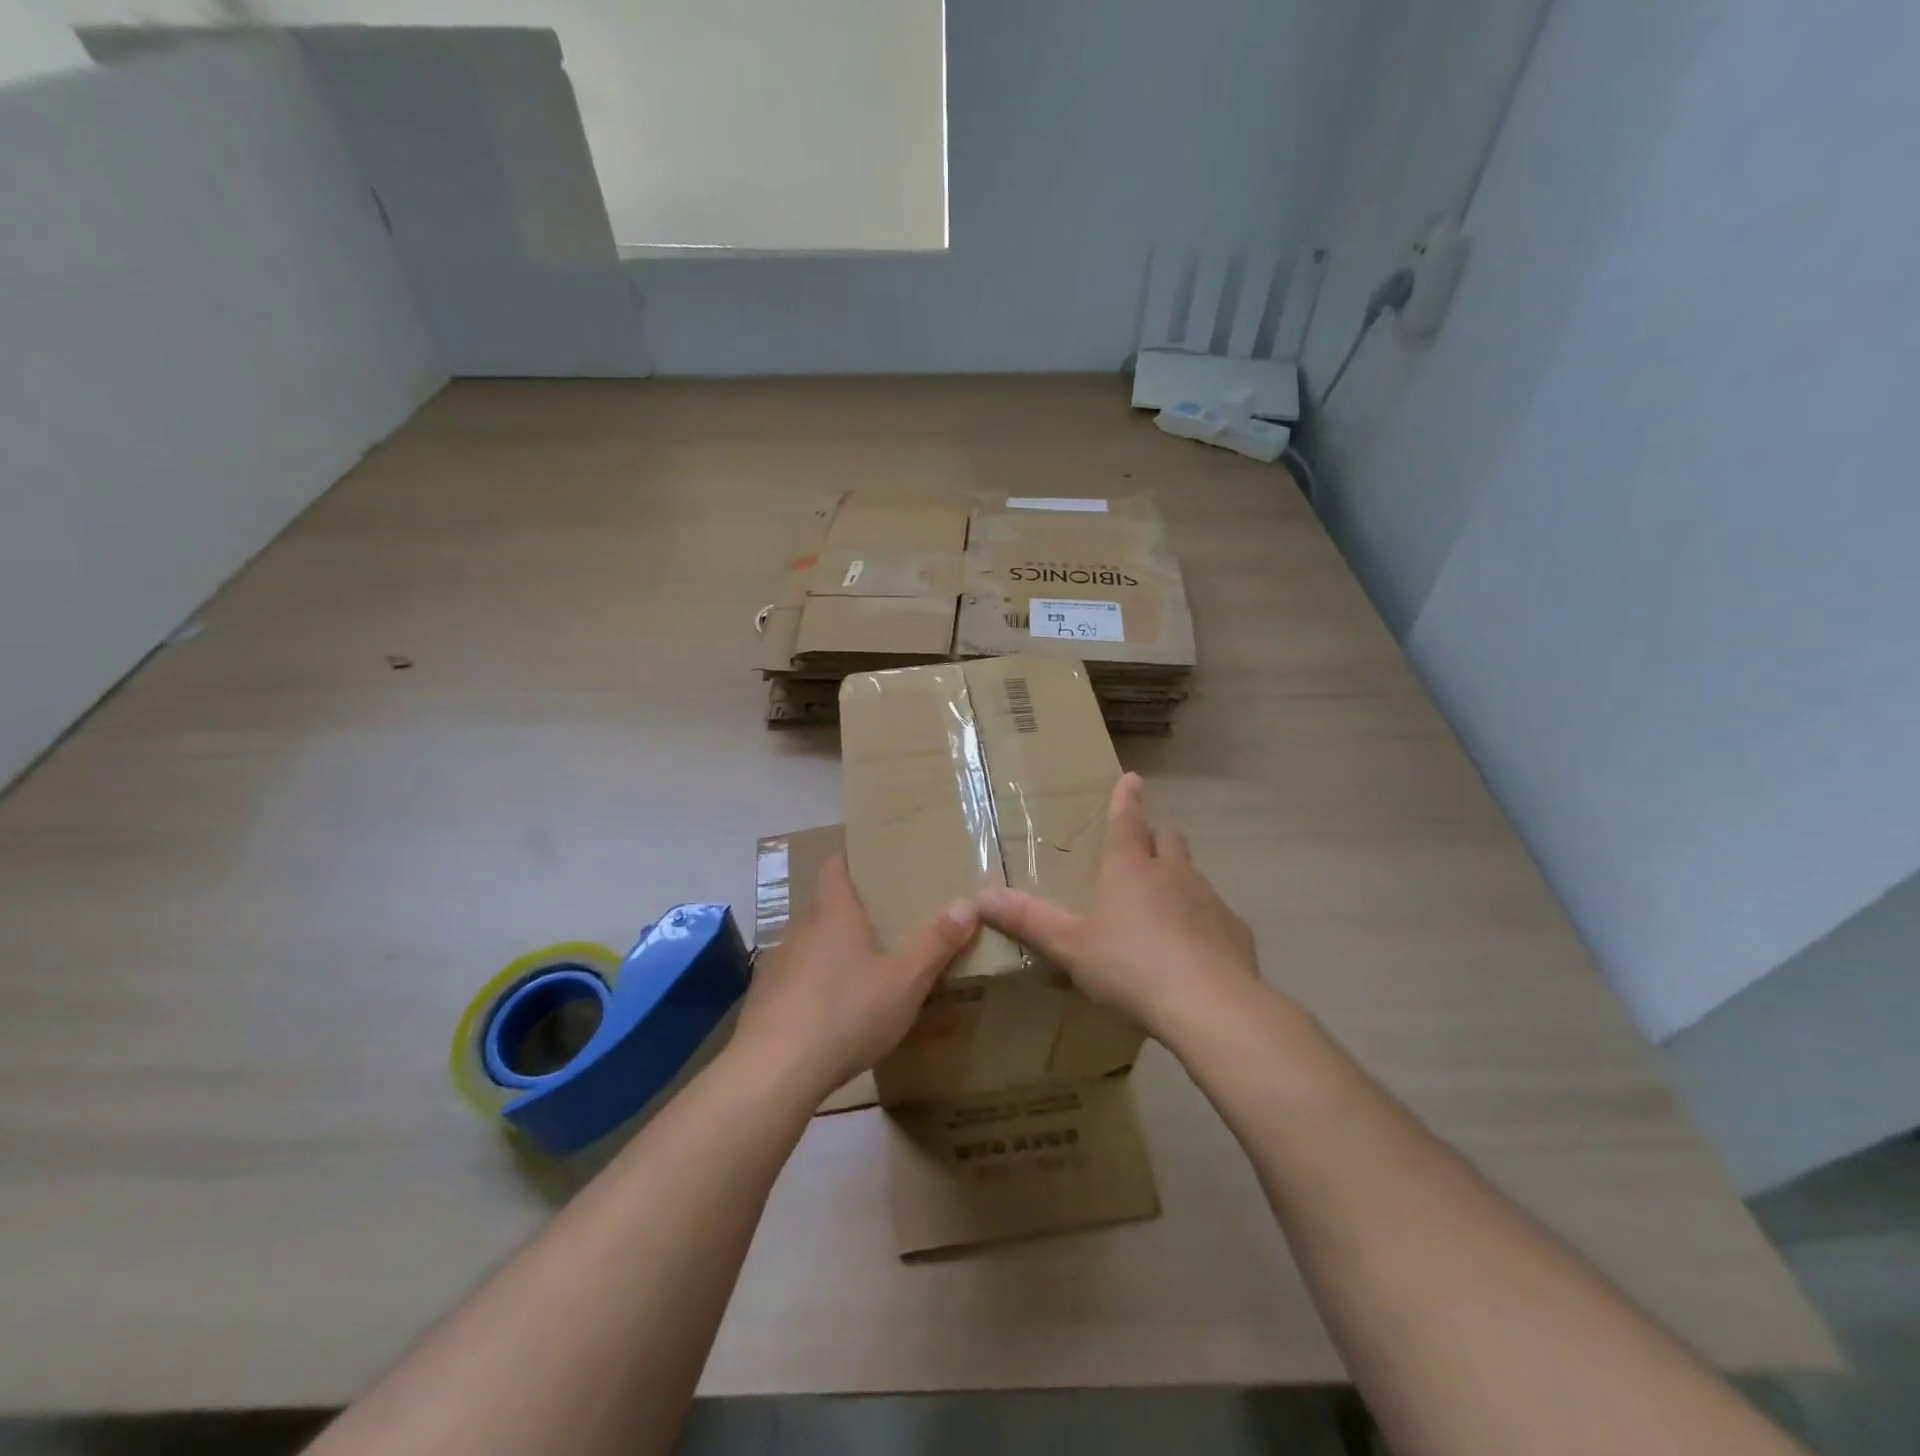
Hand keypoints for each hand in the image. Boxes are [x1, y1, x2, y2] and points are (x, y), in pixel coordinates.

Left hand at [732, 853, 977, 1102]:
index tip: (871, 860)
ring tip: (861, 970)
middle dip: (850, 911)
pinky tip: (830, 1015)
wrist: (774, 1071)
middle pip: (824, 907)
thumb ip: (936, 942)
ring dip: (831, 952)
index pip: (834, 866)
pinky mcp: (764, 1001)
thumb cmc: (846, 1012)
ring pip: (809, 946)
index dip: (850, 858)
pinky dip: (812, 987)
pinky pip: (794, 982)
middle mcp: (801, 930)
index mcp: (834, 914)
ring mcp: (777, 966)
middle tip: (884, 923)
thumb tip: (970, 903)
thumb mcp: (905, 981)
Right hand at [976, 772, 1260, 1043]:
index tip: (1132, 778)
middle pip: (1168, 838)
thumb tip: (980, 896)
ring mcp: (1208, 899)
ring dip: (1178, 878)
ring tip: (1163, 906)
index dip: (1126, 798)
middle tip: (1144, 846)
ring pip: (1192, 874)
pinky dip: (1201, 919)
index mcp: (1130, 868)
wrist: (1209, 1004)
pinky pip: (1215, 914)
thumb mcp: (1069, 946)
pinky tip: (1193, 950)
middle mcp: (1172, 873)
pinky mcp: (1233, 931)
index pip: (1126, 820)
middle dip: (1155, 835)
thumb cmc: (1129, 965)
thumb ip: (1028, 920)